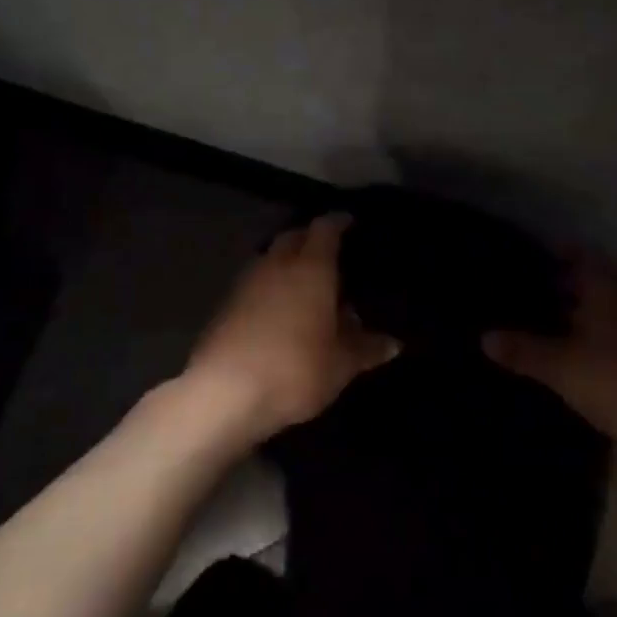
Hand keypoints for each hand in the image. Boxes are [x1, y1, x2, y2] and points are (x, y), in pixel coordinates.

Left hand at [186, 213, 398, 439]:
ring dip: (288, 263)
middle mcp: (277, 265)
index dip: (339, 222)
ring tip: (307, 283)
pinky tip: (279, 310)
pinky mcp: (226, 306)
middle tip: (331, 252)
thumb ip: (366, 349)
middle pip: (294, 237)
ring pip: (271, 259)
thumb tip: (393, 343)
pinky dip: (270, 287)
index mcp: (310, 268)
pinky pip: (255, 283)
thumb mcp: (341, 365)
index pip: (325, 229)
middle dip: (311, 238)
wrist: (223, 394)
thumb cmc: (294, 370)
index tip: (350, 222)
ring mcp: (247, 283)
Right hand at [484, 257, 616, 451]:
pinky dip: (591, 339)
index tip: (527, 254)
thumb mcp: (563, 368)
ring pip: (602, 311)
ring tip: (538, 323)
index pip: (579, 255)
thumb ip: (524, 351)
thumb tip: (484, 336)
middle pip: (590, 283)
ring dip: (575, 315)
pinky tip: (571, 356)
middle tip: (522, 291)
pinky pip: (613, 337)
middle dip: (559, 285)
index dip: (554, 251)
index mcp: (607, 290)